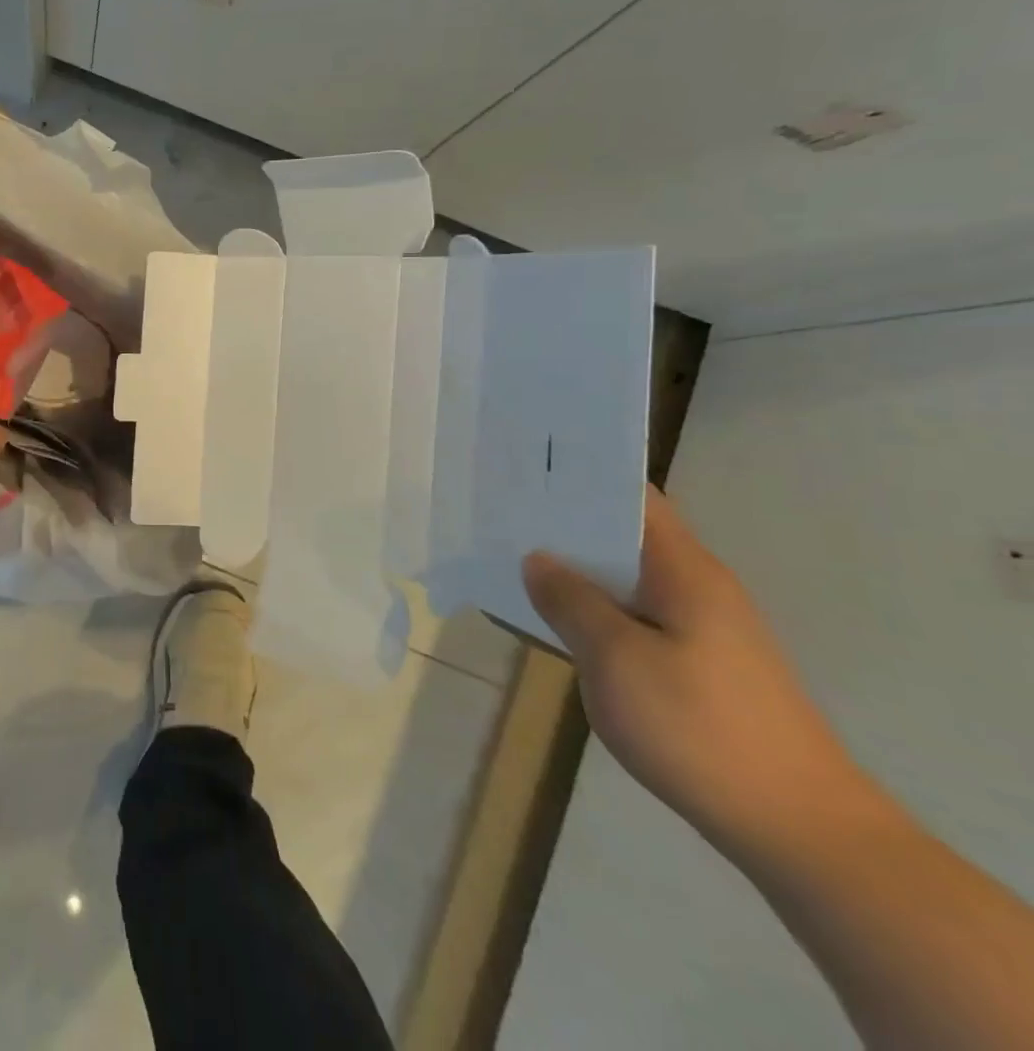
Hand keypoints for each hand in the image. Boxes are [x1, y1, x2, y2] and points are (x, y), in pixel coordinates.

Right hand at [524, 488, 876, 863]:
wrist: (799, 831)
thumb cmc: (699, 727)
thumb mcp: (615, 658)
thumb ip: (570, 600)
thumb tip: (537, 559)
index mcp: (684, 570)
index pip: (632, 497)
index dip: (580, 478)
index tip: (524, 469)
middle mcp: (697, 587)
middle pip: (624, 534)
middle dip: (565, 522)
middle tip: (500, 513)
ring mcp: (701, 628)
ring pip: (625, 578)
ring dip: (576, 568)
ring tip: (512, 559)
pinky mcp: (698, 664)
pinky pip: (634, 615)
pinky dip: (594, 607)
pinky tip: (556, 619)